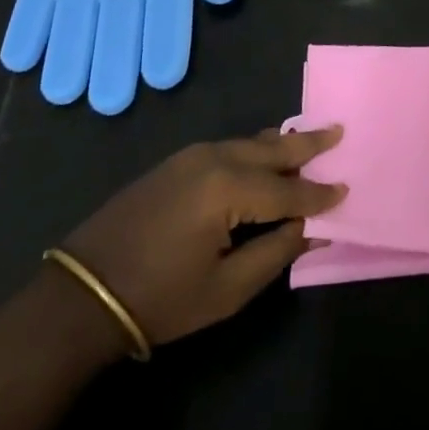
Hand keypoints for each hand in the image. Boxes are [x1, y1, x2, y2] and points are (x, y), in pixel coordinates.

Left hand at [60, 125, 345, 351]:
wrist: (82, 294)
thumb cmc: (160, 298)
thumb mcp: (226, 289)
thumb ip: (276, 253)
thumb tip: (313, 230)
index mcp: (228, 188)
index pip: (288, 189)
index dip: (318, 194)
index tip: (345, 191)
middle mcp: (215, 158)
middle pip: (273, 147)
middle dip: (308, 143)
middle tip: (339, 131)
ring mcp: (193, 155)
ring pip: (251, 142)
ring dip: (282, 143)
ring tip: (311, 138)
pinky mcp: (177, 162)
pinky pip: (230, 146)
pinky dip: (256, 148)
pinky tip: (266, 152)